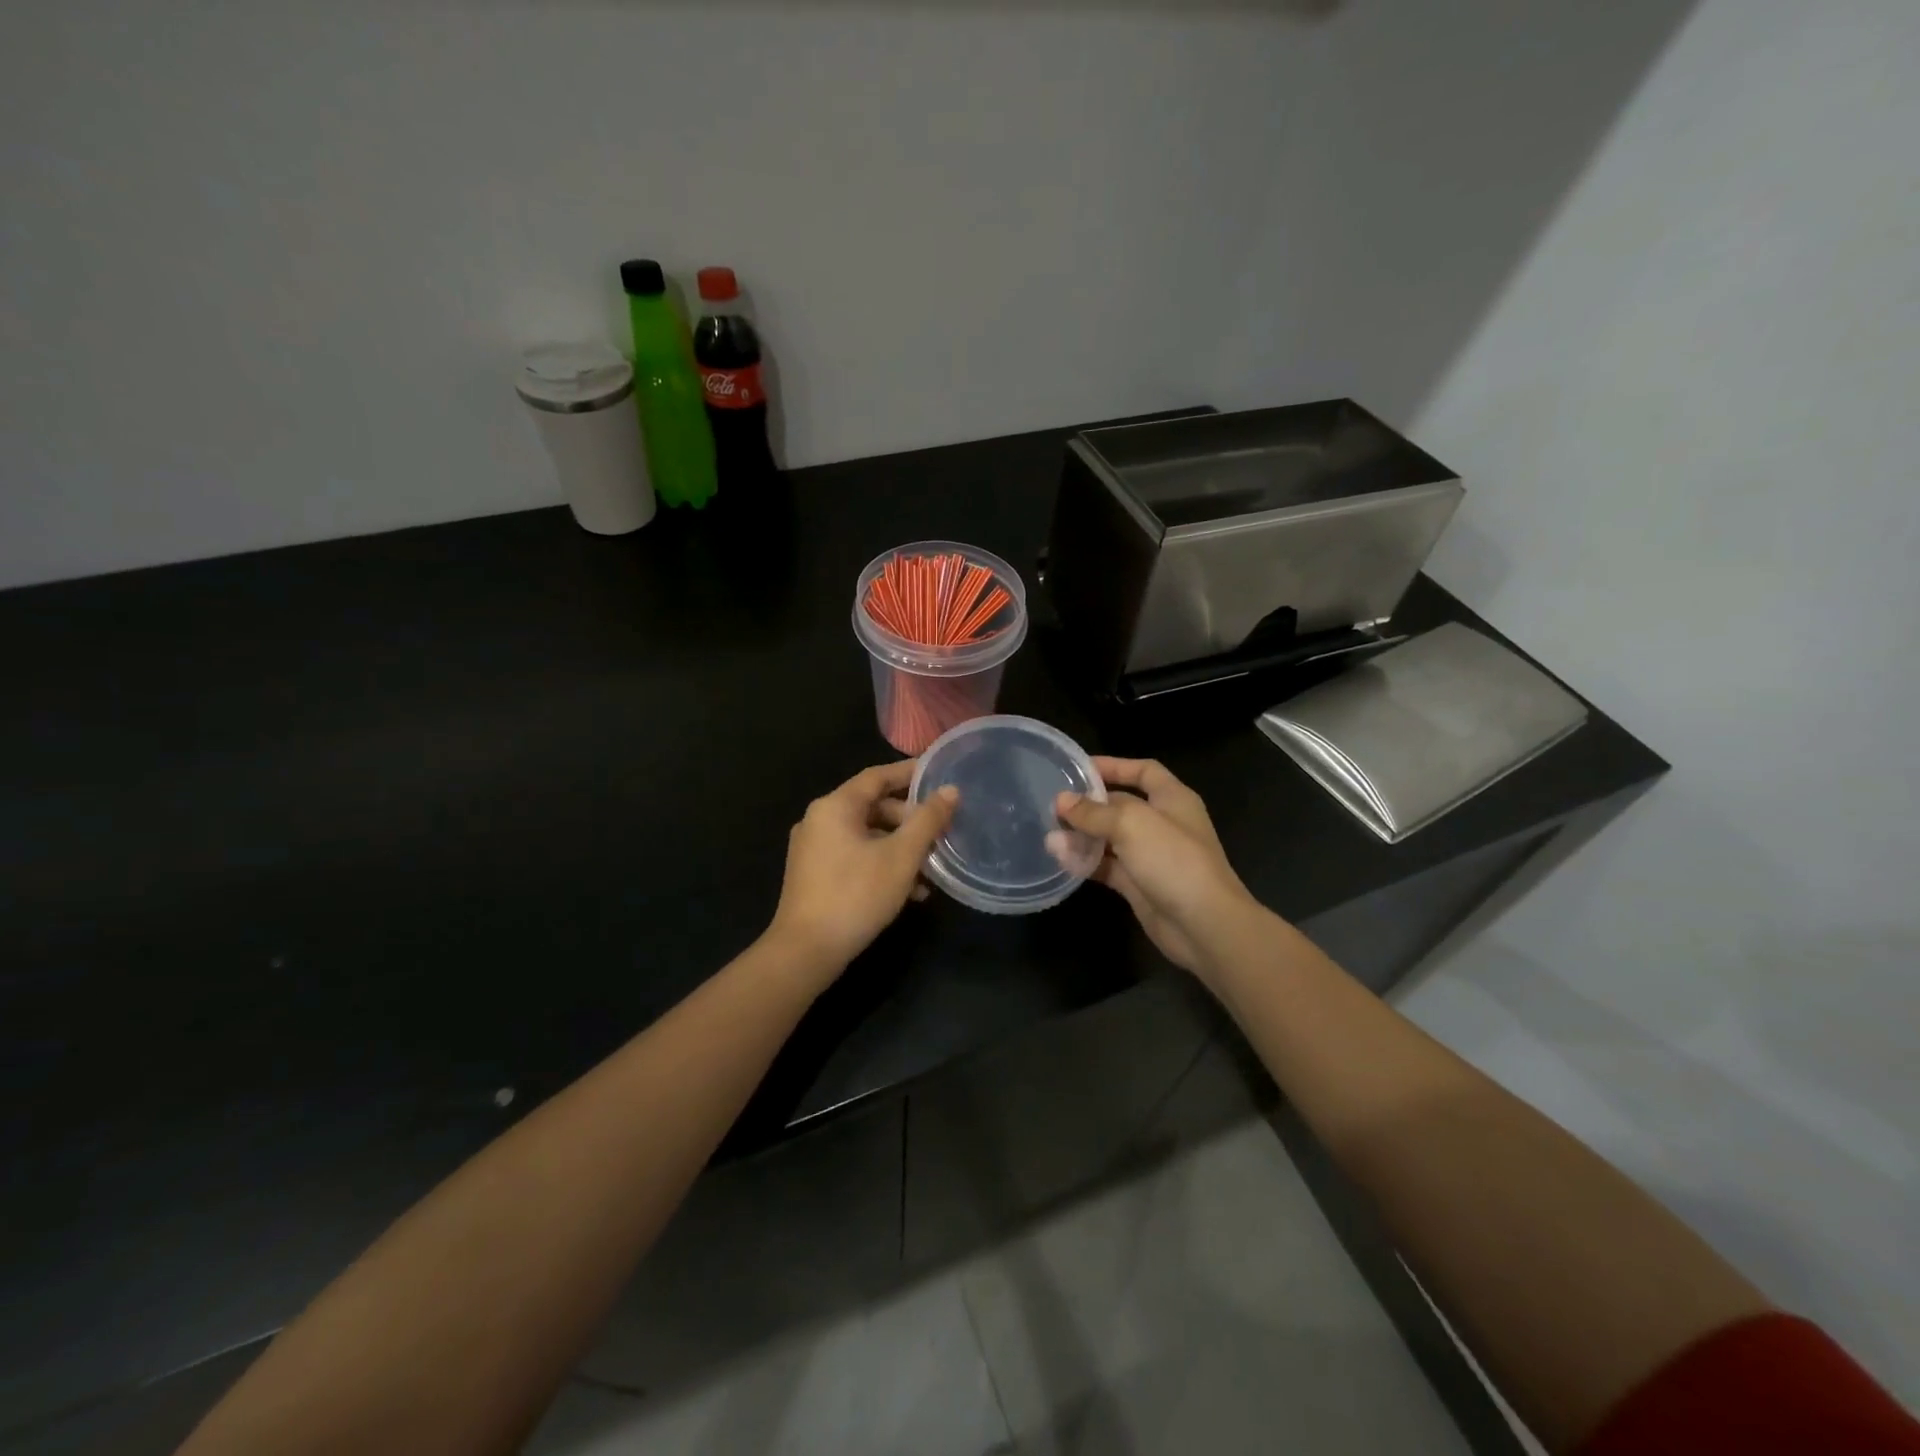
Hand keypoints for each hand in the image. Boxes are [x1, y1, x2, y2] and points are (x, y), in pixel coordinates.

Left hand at [768, 761, 957, 980]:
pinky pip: (854, 855)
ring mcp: (813, 848)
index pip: (877, 776)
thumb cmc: (856, 895)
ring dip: (899, 847)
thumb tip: (950, 790)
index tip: (938, 774)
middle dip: (909, 820)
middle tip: (940, 833)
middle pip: (872, 806)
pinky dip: (881, 863)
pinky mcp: (813, 874)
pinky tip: (910, 891)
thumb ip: (927, 820)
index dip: (909, 773)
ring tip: (931, 869)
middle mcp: (819, 819)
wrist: (806, 951)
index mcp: (835, 806)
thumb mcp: (901, 856)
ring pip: (866, 835)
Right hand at [1054, 756, 1256, 981]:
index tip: (1079, 769)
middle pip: (1121, 805)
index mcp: (1172, 799)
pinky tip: (1062, 859)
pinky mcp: (1140, 885)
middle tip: (1053, 806)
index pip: (1143, 771)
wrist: (1204, 925)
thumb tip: (1061, 801)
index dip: (1114, 766)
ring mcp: (1151, 856)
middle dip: (1089, 805)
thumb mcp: (1131, 824)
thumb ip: (1093, 812)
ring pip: (1111, 839)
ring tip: (1050, 835)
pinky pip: (1108, 867)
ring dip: (1082, 836)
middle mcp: (1162, 823)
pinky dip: (1087, 862)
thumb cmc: (1173, 860)